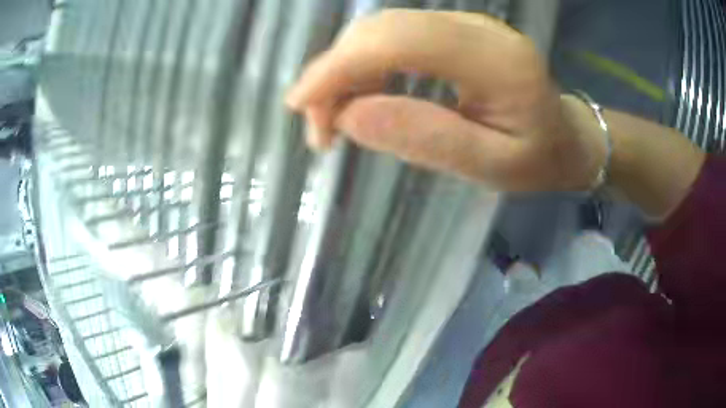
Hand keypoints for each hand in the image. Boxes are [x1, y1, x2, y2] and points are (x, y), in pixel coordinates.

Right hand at [286, 9, 606, 191]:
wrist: (565, 137)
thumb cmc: (537, 160)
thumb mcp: (491, 168)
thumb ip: (427, 139)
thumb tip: (351, 116)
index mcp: (497, 61)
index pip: (399, 41)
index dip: (339, 66)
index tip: (301, 105)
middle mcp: (477, 28)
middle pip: (383, 30)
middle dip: (334, 73)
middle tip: (317, 126)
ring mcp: (465, 25)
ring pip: (382, 31)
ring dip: (345, 71)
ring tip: (333, 119)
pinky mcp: (455, 31)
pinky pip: (395, 38)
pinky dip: (365, 67)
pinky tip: (359, 97)